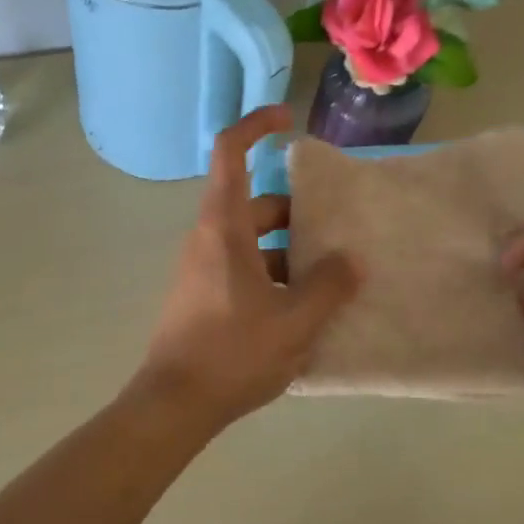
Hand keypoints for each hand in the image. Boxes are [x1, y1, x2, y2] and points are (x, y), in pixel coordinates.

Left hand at [133, 107, 360, 429]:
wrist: (174, 404)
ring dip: (290, 251)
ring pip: (253, 242)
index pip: (230, 153)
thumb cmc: (233, 353)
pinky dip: (275, 276)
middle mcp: (208, 239)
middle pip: (255, 204)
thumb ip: (328, 286)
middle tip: (338, 232)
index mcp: (224, 228)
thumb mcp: (294, 321)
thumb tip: (349, 260)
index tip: (288, 119)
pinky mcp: (204, 297)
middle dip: (297, 212)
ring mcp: (203, 269)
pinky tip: (304, 311)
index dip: (256, 126)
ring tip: (332, 278)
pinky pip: (244, 270)